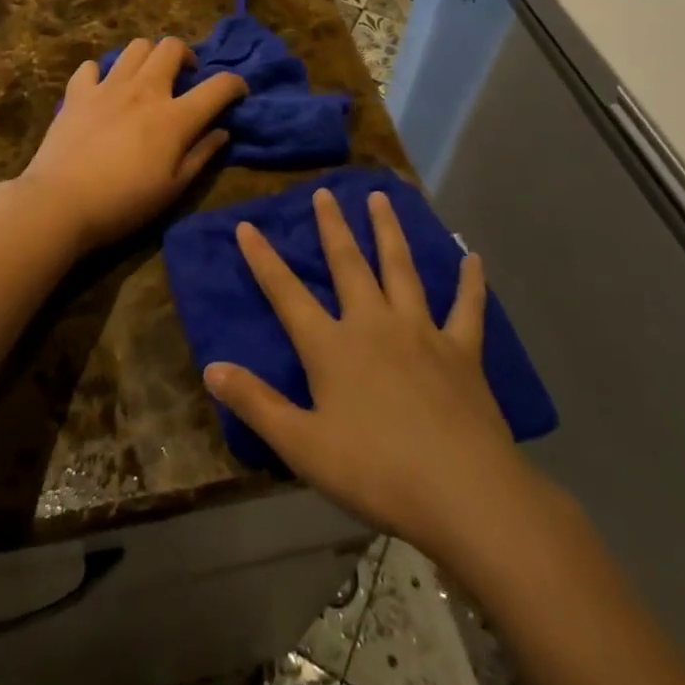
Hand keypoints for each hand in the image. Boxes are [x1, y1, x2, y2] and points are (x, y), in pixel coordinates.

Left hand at [19, 37, 248, 255]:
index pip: (218, 86)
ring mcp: (108, 87)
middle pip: (171, 47)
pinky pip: (91, 66)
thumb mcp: (173, 188)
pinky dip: (101, 73)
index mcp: (174, 117)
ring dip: (148, 56)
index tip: (237, 93)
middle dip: (186, 55)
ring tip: (147, 77)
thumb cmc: (124, 203)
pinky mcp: (77, 93)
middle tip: (185, 76)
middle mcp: (145, 90)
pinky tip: (103, 89)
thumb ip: (201, 155)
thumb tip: (222, 132)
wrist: (61, 203)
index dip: (235, 84)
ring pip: (135, 47)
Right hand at [204, 188, 539, 560]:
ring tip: (381, 197)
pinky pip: (467, 308)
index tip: (247, 226)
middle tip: (326, 192)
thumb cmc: (376, 472)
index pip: (287, 294)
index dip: (264, 259)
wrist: (463, 493)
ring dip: (389, 231)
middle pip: (349, 265)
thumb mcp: (303, 446)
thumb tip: (211, 367)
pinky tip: (472, 258)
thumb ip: (256, 403)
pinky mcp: (462, 351)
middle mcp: (374, 325)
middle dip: (333, 227)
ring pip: (401, 269)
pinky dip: (469, 282)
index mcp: (332, 347)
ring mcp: (422, 332)